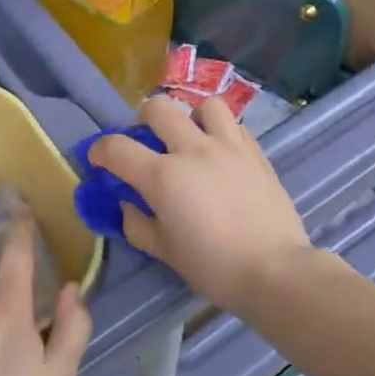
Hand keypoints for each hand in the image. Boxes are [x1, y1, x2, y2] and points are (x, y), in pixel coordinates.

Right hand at [90, 97, 311, 312]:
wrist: (275, 270)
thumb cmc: (214, 267)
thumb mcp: (165, 252)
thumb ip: (138, 225)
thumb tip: (126, 205)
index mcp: (164, 176)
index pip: (117, 148)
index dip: (100, 150)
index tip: (99, 160)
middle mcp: (193, 149)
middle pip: (158, 108)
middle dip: (143, 120)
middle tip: (147, 142)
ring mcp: (228, 146)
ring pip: (204, 105)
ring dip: (191, 117)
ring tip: (193, 139)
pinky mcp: (255, 152)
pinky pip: (234, 125)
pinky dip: (222, 132)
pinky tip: (222, 154)